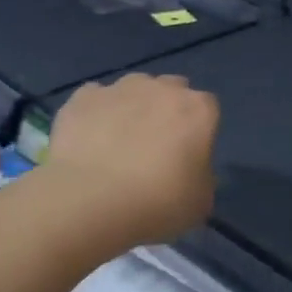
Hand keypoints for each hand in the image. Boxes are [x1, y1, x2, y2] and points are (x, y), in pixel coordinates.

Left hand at [45, 74, 219, 247]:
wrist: (91, 201)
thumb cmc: (158, 203)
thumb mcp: (200, 202)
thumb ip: (201, 176)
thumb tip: (190, 171)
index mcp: (199, 110)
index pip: (208, 108)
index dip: (198, 130)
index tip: (188, 154)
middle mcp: (162, 88)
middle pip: (172, 89)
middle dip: (167, 110)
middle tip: (155, 146)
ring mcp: (120, 89)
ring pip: (133, 88)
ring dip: (132, 106)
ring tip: (118, 141)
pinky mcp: (83, 98)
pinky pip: (95, 98)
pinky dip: (95, 113)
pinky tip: (88, 140)